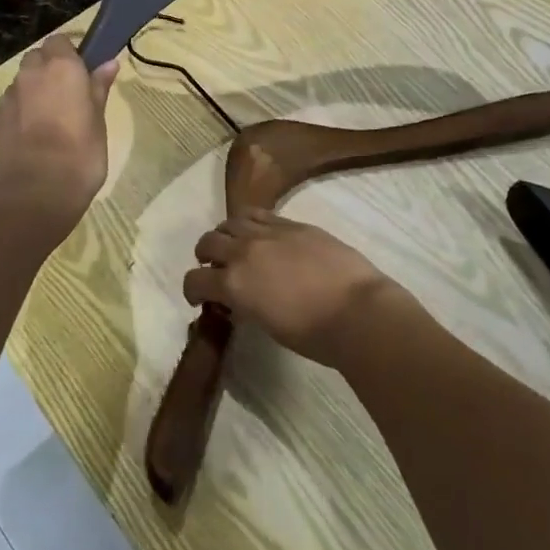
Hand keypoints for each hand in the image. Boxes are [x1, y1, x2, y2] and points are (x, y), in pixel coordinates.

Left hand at [0, 35, 118, 238]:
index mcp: (60, 70)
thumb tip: (108, 63)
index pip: (59, 41)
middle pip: (35, 60)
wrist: (32, 198)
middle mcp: (28, 77)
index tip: (80, 75)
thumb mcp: (98, 124)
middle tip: (65, 101)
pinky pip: (5, 114)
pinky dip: (15, 122)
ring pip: (19, 88)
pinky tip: (26, 148)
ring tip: (46, 129)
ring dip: (31, 98)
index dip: (68, 55)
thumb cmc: (79, 158)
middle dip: (47, 72)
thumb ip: (99, 90)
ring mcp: (4, 101)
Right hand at [182, 211, 409, 367]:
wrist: (357, 312)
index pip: (195, 280)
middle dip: (205, 256)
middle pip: (209, 241)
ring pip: (232, 221)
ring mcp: (270, 232)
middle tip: (216, 268)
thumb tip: (239, 300)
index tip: (200, 299)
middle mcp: (244, 251)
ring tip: (236, 246)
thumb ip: (245, 306)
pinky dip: (251, 223)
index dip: (192, 291)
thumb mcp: (266, 325)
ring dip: (226, 234)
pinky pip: (261, 214)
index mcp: (233, 284)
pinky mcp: (293, 224)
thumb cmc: (312, 334)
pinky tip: (262, 235)